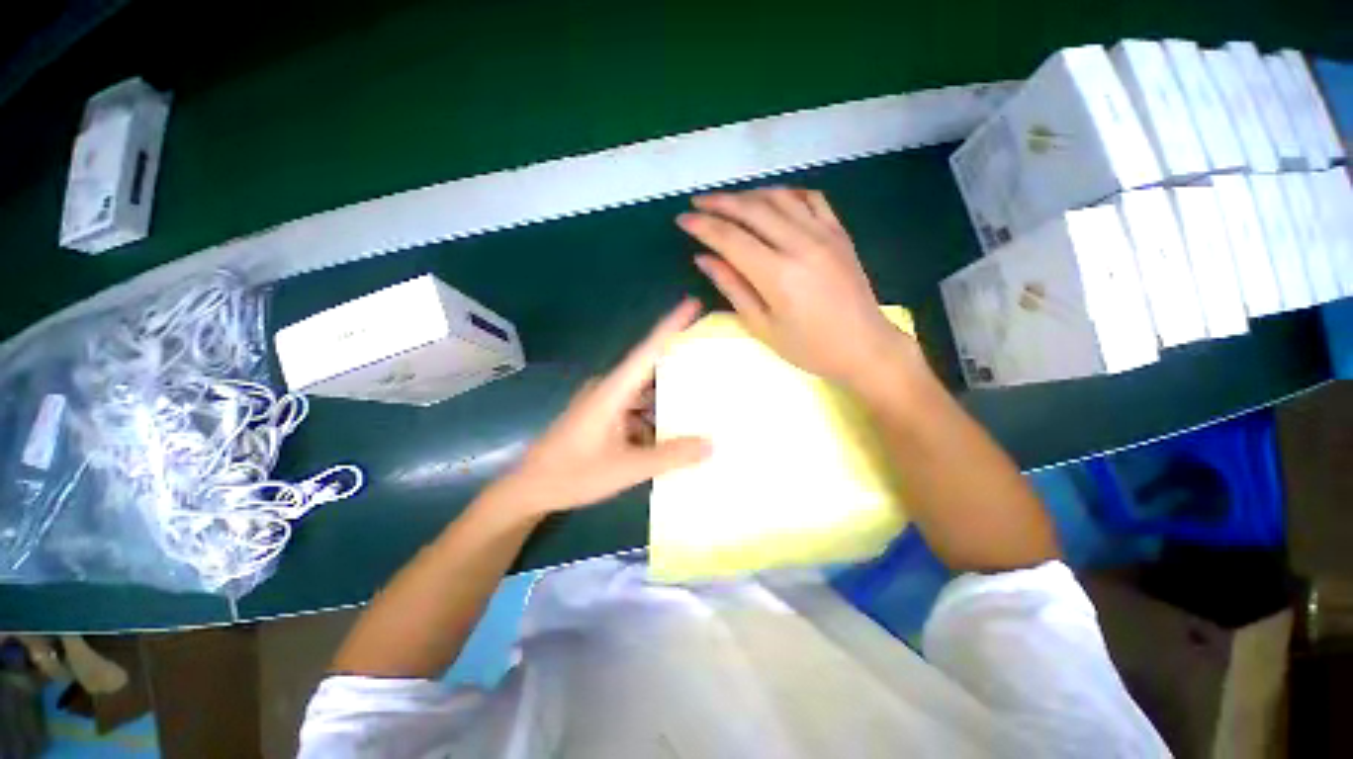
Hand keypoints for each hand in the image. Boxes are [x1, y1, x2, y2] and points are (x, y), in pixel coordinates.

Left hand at [488, 298, 711, 516]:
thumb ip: (670, 456)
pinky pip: (635, 407)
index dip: (671, 326)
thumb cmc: (573, 474)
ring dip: (667, 395)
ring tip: (701, 398)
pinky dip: (653, 414)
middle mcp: (609, 388)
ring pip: (643, 391)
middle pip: (650, 367)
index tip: (693, 304)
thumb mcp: (627, 468)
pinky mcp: (602, 415)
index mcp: (613, 391)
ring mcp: (604, 402)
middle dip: (680, 363)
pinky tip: (672, 429)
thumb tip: (711, 444)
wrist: (530, 489)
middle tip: (713, 360)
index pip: (647, 350)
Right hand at [677, 188, 914, 386]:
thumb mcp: (763, 326)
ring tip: (727, 201)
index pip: (731, 239)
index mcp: (778, 275)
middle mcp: (801, 245)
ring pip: (779, 198)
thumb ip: (733, 288)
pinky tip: (773, 199)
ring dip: (748, 194)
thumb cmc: (809, 347)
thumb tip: (704, 259)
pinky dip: (787, 193)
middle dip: (720, 202)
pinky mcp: (839, 233)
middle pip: (753, 210)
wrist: (865, 347)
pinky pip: (811, 199)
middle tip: (698, 203)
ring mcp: (824, 234)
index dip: (703, 226)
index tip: (682, 220)